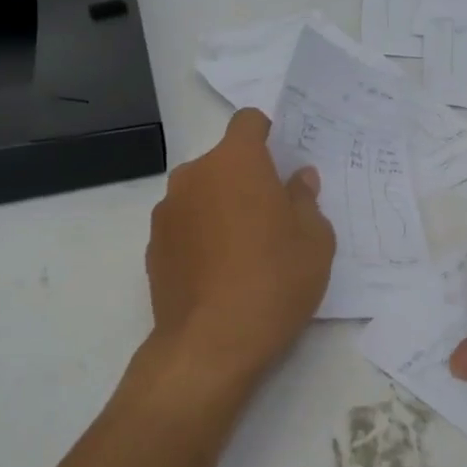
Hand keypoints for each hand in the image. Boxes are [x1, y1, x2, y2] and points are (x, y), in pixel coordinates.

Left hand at [144, 109, 336, 400]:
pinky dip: (200, 235)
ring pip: (202, 192)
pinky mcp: (152, 245)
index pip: (248, 121)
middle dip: (246, 177)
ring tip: (243, 249)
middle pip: (224, 160)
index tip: (282, 161)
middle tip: (272, 215)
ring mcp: (167, 210)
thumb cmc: (273, 280)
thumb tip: (298, 179)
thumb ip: (306, 200)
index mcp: (236, 161)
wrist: (209, 345)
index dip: (267, 134)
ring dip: (221, 206)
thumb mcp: (314, 241)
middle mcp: (194, 174)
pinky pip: (184, 224)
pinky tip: (218, 272)